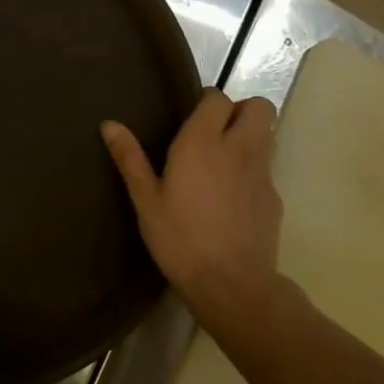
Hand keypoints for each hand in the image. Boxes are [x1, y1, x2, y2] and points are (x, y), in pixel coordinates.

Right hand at [101, 90, 285, 338]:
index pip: (218, 98)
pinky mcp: (274, 199)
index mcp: (202, 143)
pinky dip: (253, 171)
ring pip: (268, 135)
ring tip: (223, 159)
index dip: (207, 102)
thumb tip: (109, 124)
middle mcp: (238, 149)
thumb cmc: (180, 238)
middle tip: (215, 131)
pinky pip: (267, 169)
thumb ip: (130, 158)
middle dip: (241, 110)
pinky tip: (231, 197)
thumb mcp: (145, 199)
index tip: (191, 118)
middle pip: (259, 108)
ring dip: (251, 136)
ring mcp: (262, 174)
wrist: (232, 285)